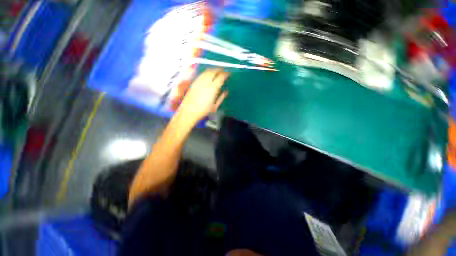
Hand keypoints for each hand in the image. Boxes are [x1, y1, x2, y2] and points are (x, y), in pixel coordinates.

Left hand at [177, 69, 228, 125]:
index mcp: (213, 88)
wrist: (189, 111)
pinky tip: (208, 74)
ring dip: (213, 70)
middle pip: (213, 71)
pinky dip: (207, 72)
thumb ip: (221, 97)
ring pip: (207, 71)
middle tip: (223, 71)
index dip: (225, 74)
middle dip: (219, 70)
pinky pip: (202, 74)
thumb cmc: (203, 111)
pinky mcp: (194, 82)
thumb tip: (226, 91)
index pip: (221, 77)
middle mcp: (206, 82)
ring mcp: (199, 81)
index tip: (228, 74)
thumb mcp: (215, 106)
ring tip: (217, 71)